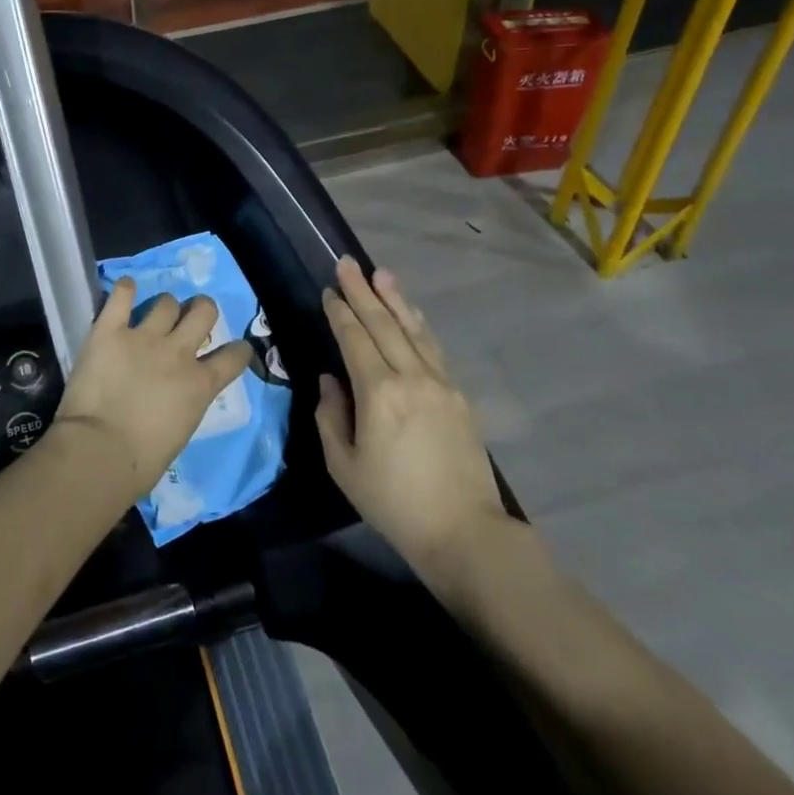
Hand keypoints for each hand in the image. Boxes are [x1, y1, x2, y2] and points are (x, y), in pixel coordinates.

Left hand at [52, 279, 252, 503]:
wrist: (101, 451)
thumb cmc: (141, 461)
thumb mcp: (181, 431)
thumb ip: (185, 403)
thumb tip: (176, 397)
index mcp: (200, 385)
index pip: (234, 356)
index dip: (238, 350)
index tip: (235, 349)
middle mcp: (178, 353)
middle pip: (203, 311)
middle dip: (202, 309)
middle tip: (190, 318)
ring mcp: (143, 337)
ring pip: (166, 302)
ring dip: (164, 306)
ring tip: (154, 313)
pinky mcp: (109, 330)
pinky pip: (121, 296)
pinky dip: (125, 289)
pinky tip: (126, 289)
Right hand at [315, 257, 504, 579]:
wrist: (464, 532)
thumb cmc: (394, 503)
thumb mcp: (344, 466)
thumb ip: (331, 416)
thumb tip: (332, 380)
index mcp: (379, 393)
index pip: (355, 339)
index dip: (340, 312)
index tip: (329, 290)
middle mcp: (411, 377)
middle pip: (383, 324)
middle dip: (363, 291)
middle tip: (347, 262)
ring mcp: (440, 383)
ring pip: (413, 330)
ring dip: (395, 299)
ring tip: (381, 273)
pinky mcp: (459, 396)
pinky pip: (433, 348)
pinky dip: (418, 325)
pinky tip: (412, 314)